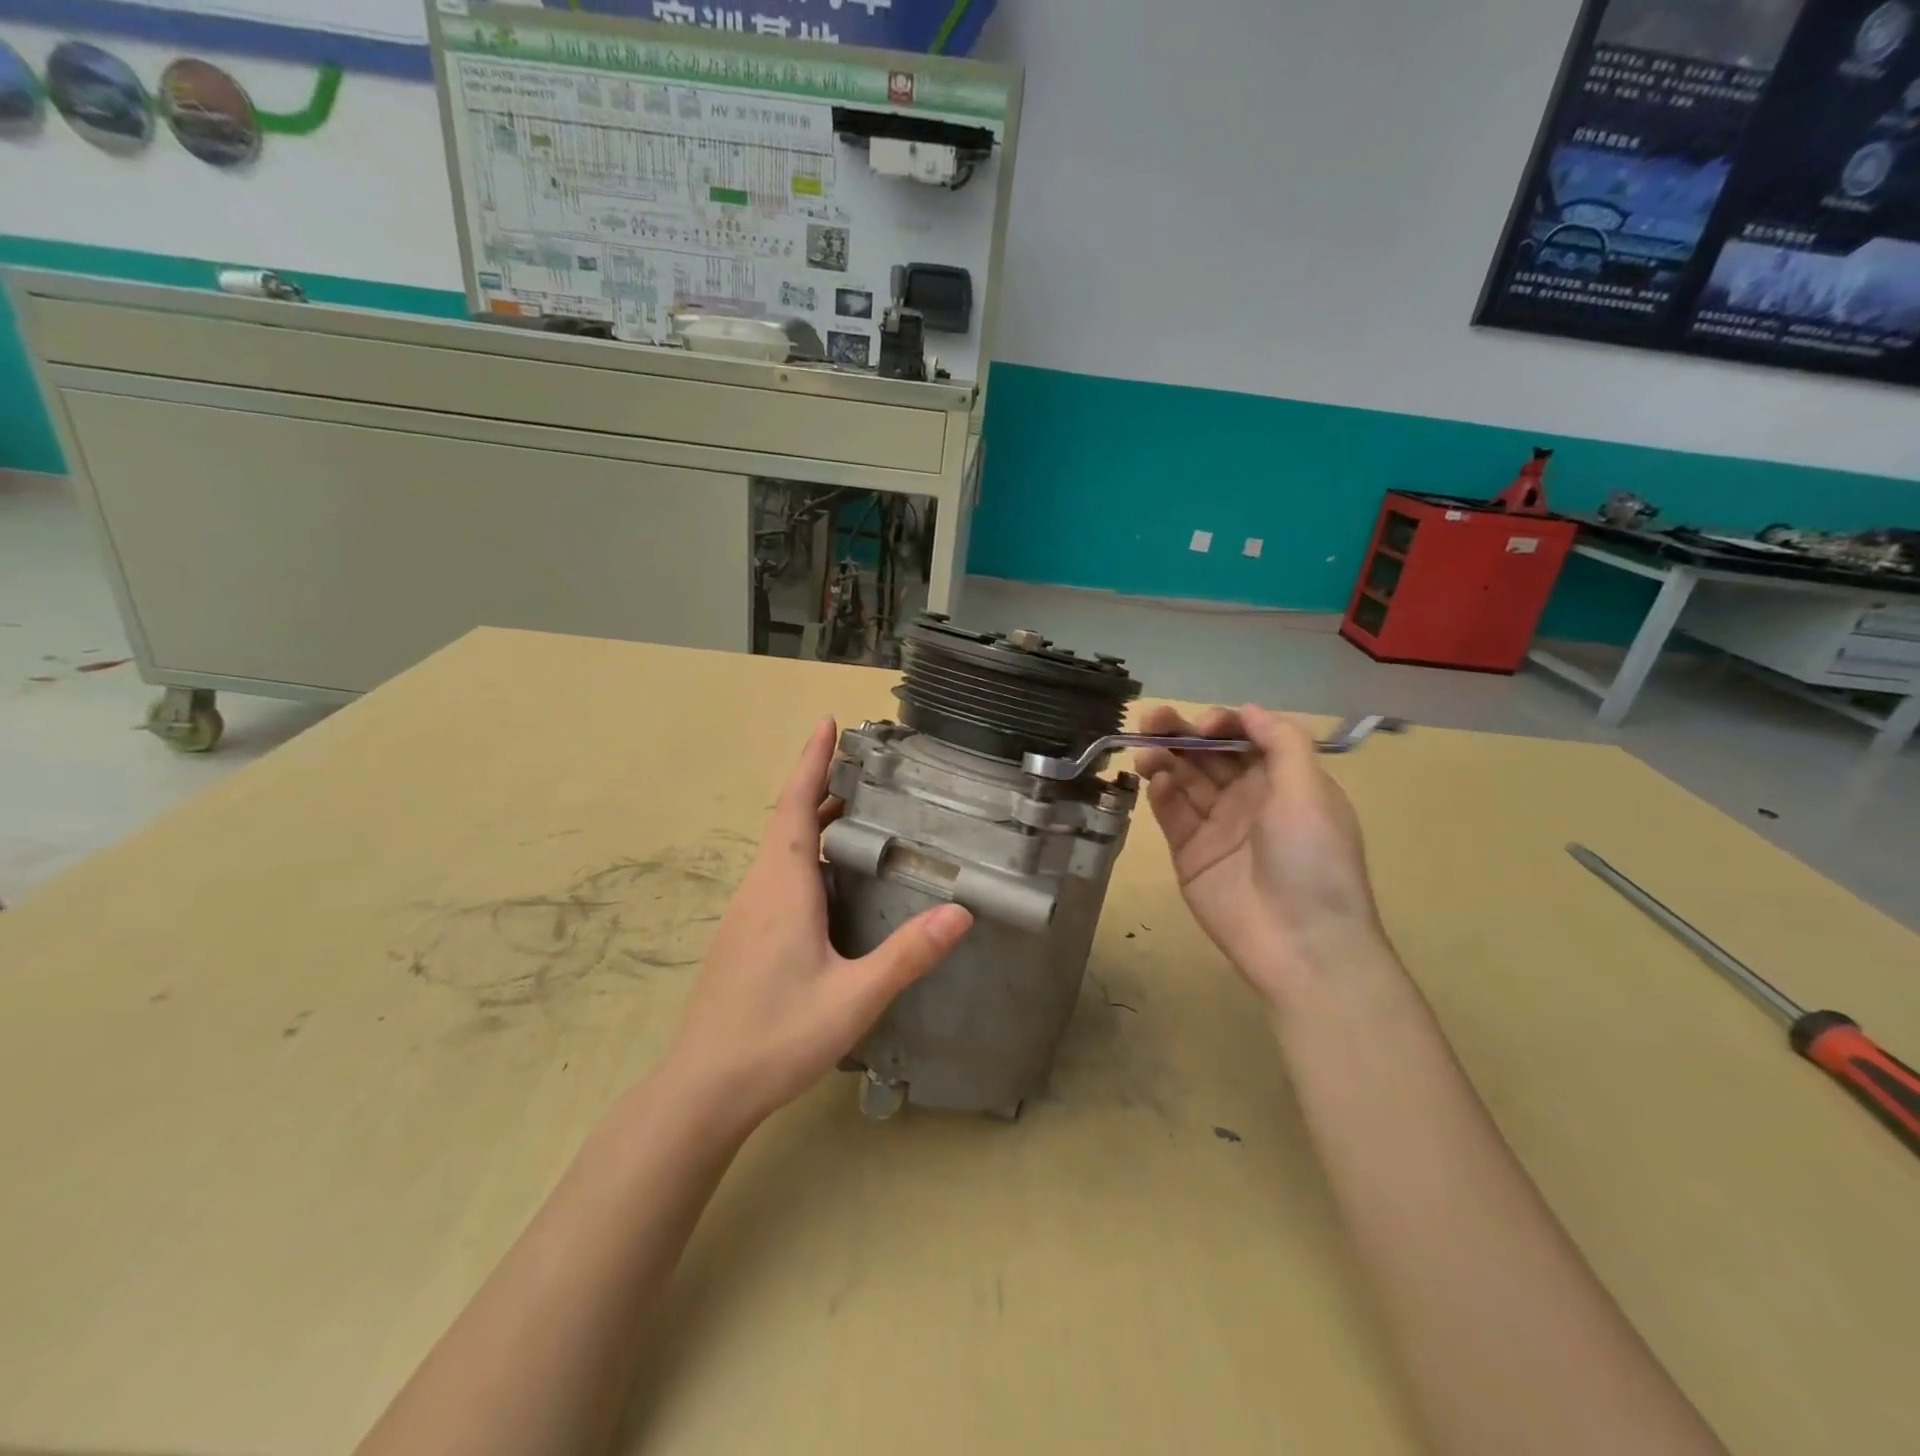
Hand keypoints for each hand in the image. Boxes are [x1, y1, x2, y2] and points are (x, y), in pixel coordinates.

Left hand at [664, 718, 972, 1131]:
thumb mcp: (853, 997)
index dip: (811, 762)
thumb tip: (961, 911)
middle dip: (819, 784)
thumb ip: (907, 954)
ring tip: (856, 810)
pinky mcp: (743, 936)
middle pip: (786, 819)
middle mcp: (760, 889)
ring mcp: (746, 913)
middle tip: (863, 766)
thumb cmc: (776, 1037)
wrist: (703, 1089)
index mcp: (783, 888)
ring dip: (811, 819)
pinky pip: (776, 874)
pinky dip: (803, 852)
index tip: (827, 723)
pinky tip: (829, 878)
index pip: (794, 807)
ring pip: (780, 849)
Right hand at [1134, 704, 1391, 1015]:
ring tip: (1146, 753)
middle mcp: (1248, 799)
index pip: (1244, 740)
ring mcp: (1216, 827)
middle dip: (1181, 734)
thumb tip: (1248, 710)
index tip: (1202, 725)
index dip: (1221, 725)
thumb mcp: (1310, 791)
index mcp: (1283, 782)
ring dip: (1164, 760)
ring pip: (1183, 781)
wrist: (1301, 943)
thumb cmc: (1312, 859)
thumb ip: (1281, 743)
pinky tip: (1155, 783)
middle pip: (1208, 756)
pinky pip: (1171, 815)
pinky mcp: (1190, 854)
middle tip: (1152, 720)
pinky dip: (1161, 794)